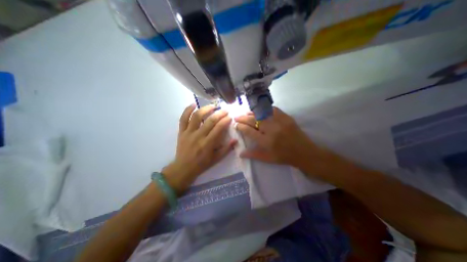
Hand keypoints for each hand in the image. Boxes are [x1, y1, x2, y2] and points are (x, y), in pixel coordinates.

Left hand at [164, 104, 236, 192]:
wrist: (183, 168)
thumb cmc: (202, 164)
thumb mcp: (216, 159)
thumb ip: (226, 149)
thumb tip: (235, 140)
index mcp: (207, 144)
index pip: (218, 128)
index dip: (225, 121)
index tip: (230, 117)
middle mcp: (198, 136)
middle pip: (210, 120)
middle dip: (219, 113)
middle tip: (225, 110)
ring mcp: (188, 133)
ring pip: (196, 116)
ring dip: (205, 109)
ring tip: (212, 106)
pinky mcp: (181, 132)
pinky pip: (183, 119)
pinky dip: (187, 110)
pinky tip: (193, 104)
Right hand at [235, 107, 318, 166]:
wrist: (304, 152)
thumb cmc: (284, 157)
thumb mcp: (267, 158)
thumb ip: (253, 154)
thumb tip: (240, 153)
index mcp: (266, 141)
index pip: (249, 131)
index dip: (241, 127)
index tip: (236, 125)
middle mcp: (271, 130)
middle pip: (253, 120)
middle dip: (243, 118)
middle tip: (236, 116)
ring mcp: (279, 122)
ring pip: (261, 113)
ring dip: (251, 112)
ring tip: (245, 112)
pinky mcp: (286, 117)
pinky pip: (273, 109)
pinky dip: (264, 109)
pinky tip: (259, 110)